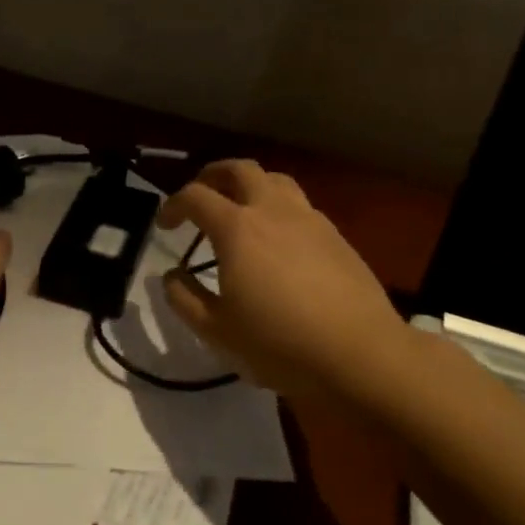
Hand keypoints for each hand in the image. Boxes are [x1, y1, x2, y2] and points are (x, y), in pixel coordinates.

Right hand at [157, 160, 411, 399]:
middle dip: (212, 175)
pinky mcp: (336, 236)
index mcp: (237, 229)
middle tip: (200, 194)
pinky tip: (278, 240)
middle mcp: (272, 211)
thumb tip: (172, 276)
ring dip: (249, 185)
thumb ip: (185, 298)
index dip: (173, 205)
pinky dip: (278, 208)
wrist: (360, 354)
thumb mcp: (216, 330)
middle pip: (239, 169)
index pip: (195, 196)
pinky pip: (300, 205)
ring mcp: (309, 220)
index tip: (165, 224)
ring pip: (275, 180)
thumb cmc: (279, 343)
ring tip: (239, 209)